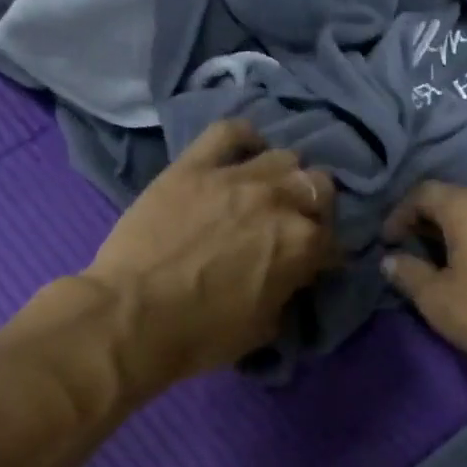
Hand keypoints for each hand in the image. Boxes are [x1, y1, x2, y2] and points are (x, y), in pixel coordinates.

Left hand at [80, 120, 337, 388]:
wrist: (131, 316)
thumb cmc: (201, 334)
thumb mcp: (264, 328)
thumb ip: (288, 292)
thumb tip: (290, 277)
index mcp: (303, 244)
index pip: (334, 242)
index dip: (325, 257)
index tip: (312, 267)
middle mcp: (279, 201)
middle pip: (319, 186)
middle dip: (313, 208)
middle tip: (293, 226)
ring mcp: (236, 177)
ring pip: (284, 157)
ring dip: (283, 177)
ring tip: (266, 193)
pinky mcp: (194, 166)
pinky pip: (229, 132)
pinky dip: (243, 138)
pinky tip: (244, 151)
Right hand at [381, 182, 466, 370]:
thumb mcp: (436, 297)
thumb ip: (407, 273)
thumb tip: (390, 260)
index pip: (424, 192)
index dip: (399, 213)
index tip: (387, 241)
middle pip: (452, 201)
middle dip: (424, 222)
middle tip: (406, 249)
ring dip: (450, 235)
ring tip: (435, 263)